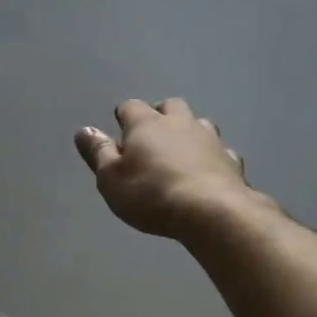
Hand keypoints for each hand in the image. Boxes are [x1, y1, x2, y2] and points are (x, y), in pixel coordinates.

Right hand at [75, 99, 251, 239]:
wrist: (211, 211)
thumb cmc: (150, 194)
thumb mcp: (111, 178)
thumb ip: (98, 153)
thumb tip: (84, 131)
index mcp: (146, 124)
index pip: (131, 107)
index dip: (124, 116)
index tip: (120, 128)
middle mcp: (180, 123)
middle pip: (170, 106)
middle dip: (160, 115)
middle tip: (152, 135)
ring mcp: (210, 139)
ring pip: (199, 124)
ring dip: (188, 132)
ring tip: (180, 151)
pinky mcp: (231, 160)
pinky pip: (219, 151)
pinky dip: (210, 157)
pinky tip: (207, 171)